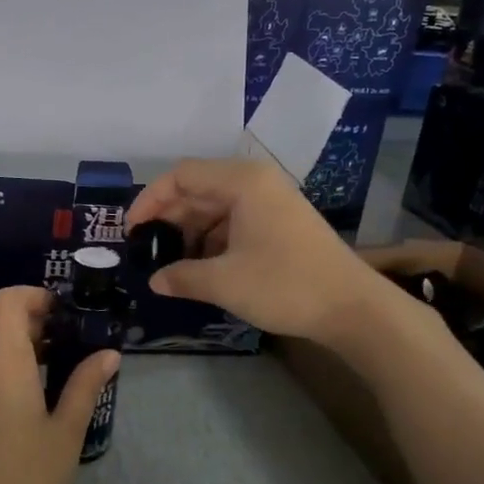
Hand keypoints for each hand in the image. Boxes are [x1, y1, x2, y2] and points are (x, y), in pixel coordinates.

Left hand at [0, 286, 120, 483]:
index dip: (35, 296)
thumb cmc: (24, 474)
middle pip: (0, 326)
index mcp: (2, 360)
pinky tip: (29, 411)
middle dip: (36, 327)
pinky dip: (6, 378)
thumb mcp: (65, 431)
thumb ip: (85, 386)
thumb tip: (108, 354)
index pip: (7, 300)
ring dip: (22, 354)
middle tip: (73, 346)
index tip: (65, 313)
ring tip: (58, 377)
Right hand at [127, 157, 389, 342]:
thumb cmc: (284, 285)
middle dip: (169, 218)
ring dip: (190, 233)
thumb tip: (154, 281)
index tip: (132, 231)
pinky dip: (212, 240)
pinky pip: (234, 221)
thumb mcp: (224, 282)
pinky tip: (201, 268)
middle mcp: (256, 182)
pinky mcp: (280, 222)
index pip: (181, 175)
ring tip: (171, 264)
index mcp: (242, 182)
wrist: (352, 307)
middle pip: (198, 189)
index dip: (150, 200)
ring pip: (215, 207)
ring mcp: (271, 202)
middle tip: (146, 250)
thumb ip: (181, 277)